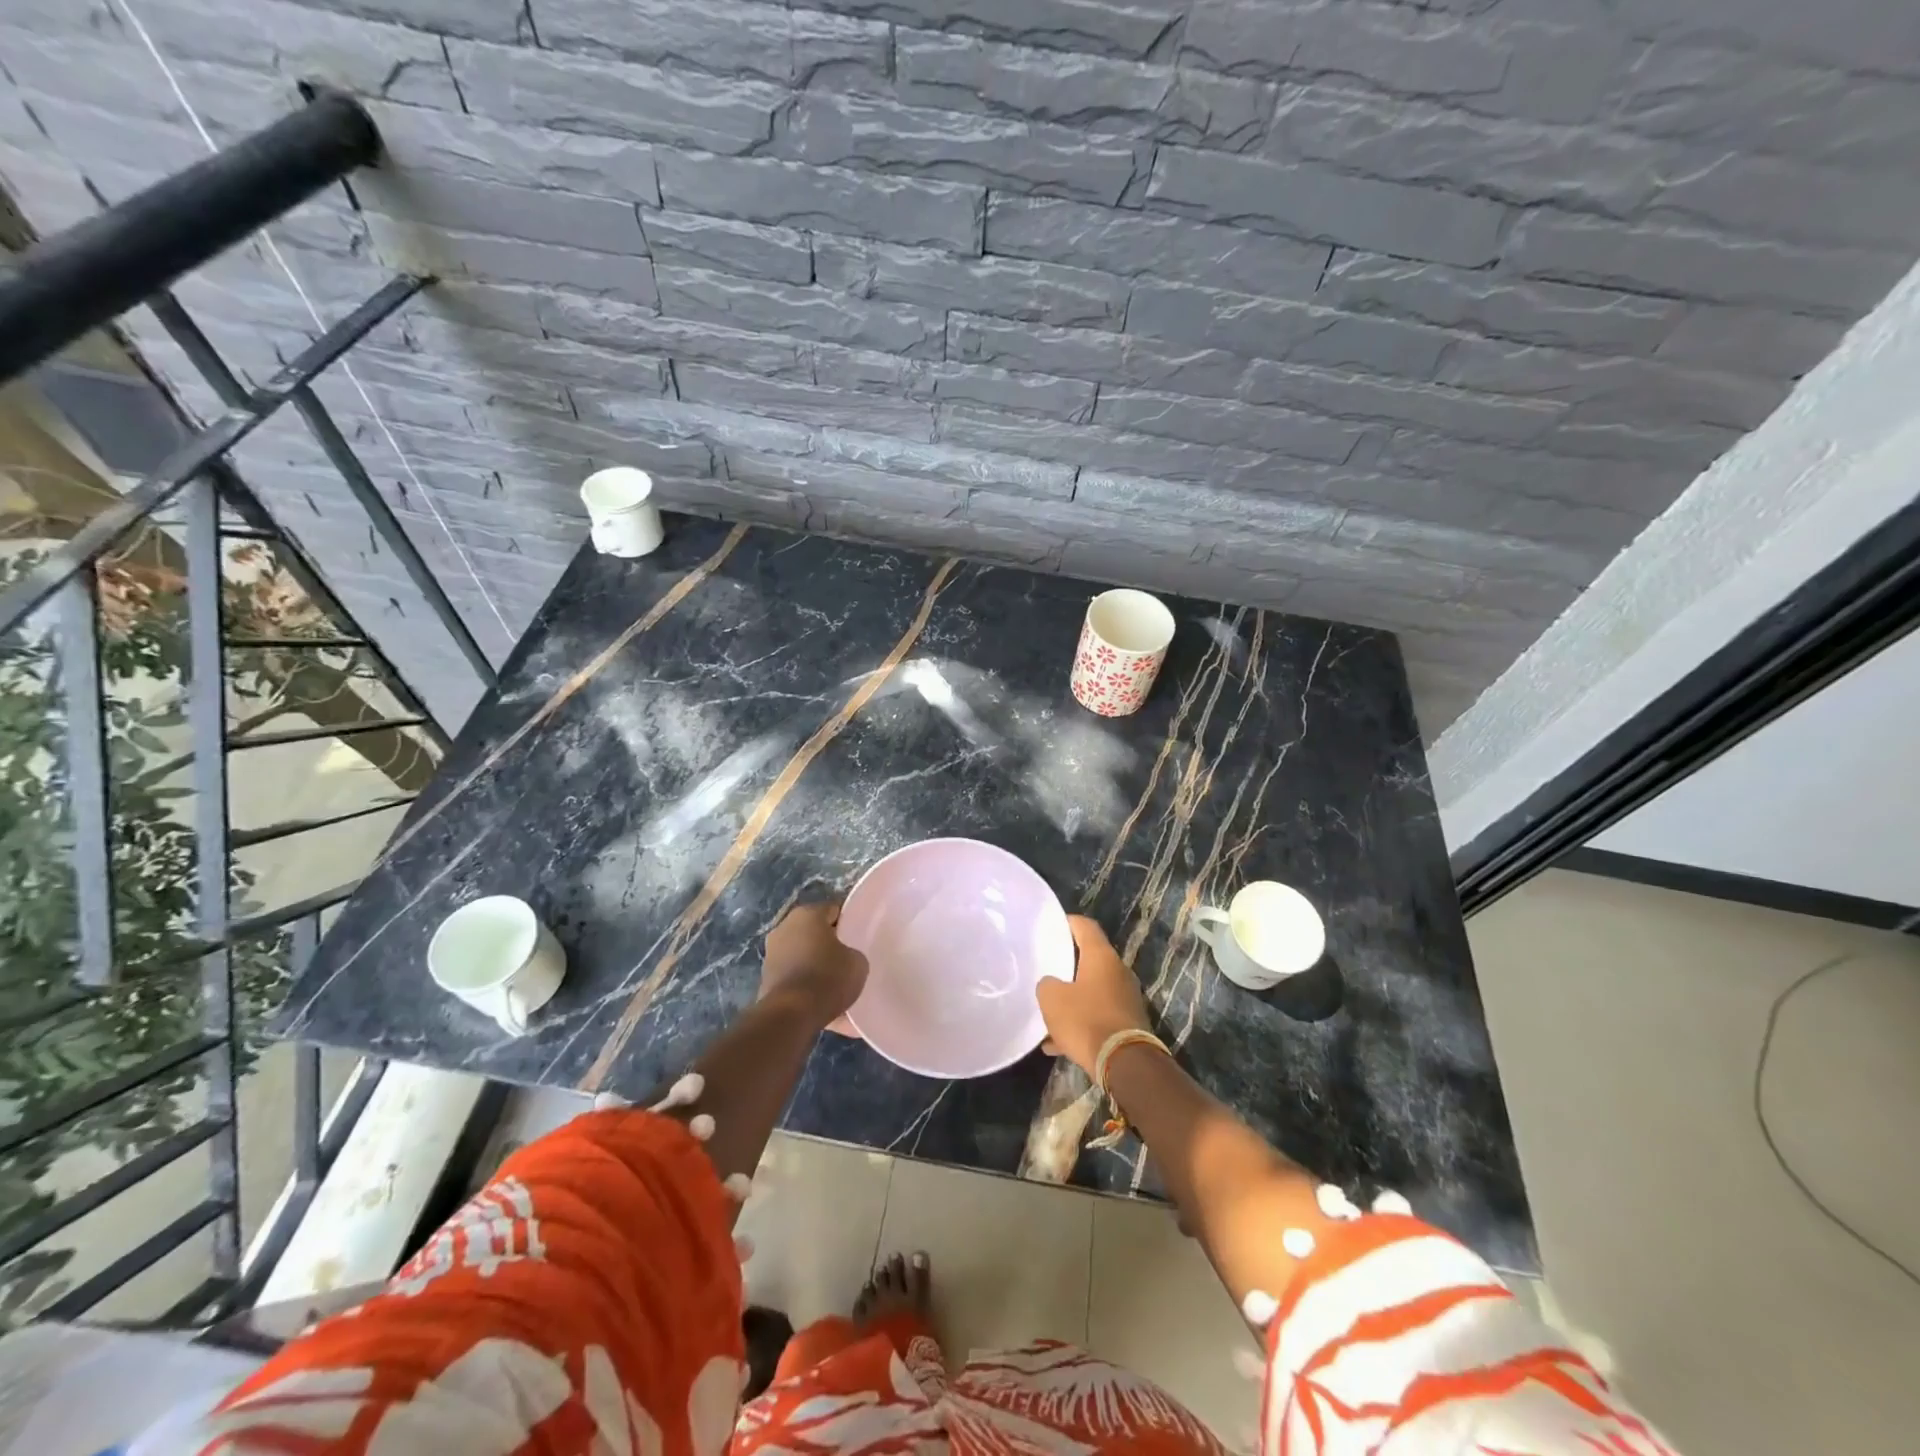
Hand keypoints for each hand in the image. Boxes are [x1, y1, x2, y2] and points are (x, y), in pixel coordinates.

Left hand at [761, 900, 867, 1028]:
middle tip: (848, 959)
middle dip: (829, 943)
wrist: (791, 1015)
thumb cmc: (827, 977)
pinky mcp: (765, 980)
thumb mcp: (857, 962)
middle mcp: (784, 928)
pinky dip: (805, 985)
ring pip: (802, 955)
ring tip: (835, 984)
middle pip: (814, 931)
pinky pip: (794, 977)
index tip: (859, 937)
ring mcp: (771, 954)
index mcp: (807, 914)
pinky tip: (821, 1001)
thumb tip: (846, 958)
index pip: (833, 910)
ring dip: (815, 964)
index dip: (849, 922)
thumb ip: (853, 952)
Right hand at [1036, 916, 1152, 1075]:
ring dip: (1072, 999)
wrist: (1124, 1064)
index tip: (1050, 926)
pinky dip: (1080, 1023)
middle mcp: (1118, 972)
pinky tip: (1056, 1044)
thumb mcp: (1052, 999)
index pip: (1085, 926)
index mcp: (1102, 957)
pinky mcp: (1128, 1023)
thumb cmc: (1086, 1020)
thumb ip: (1047, 984)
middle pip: (1090, 959)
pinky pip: (1098, 1016)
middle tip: (1046, 968)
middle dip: (1067, 965)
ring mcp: (1126, 998)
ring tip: (1048, 1012)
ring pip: (1092, 991)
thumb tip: (1051, 984)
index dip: (1066, 922)